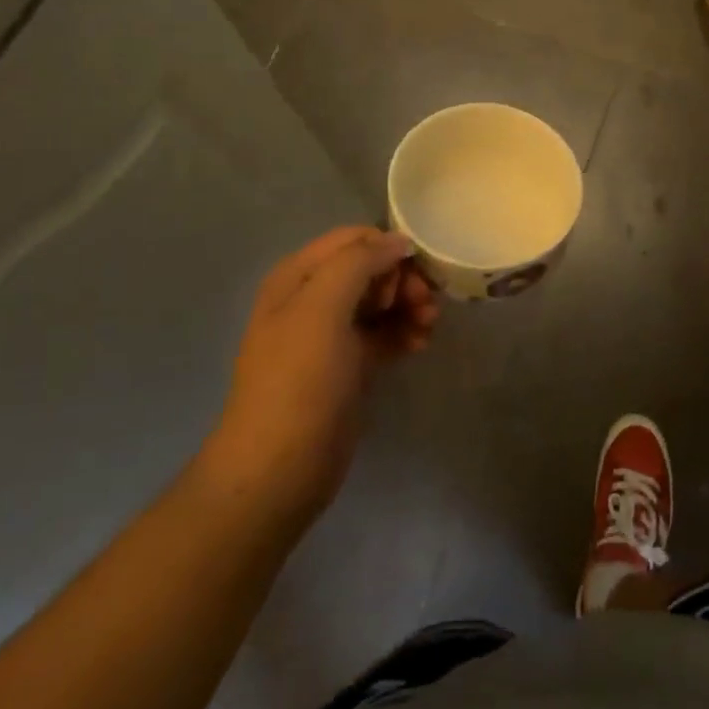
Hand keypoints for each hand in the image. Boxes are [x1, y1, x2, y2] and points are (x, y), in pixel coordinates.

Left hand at [205, 228, 437, 531]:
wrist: (279, 469)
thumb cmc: (298, 381)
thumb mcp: (322, 308)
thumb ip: (359, 262)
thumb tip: (398, 241)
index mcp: (298, 276)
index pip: (353, 239)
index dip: (386, 250)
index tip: (410, 277)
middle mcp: (313, 298)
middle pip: (371, 268)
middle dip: (402, 280)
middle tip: (425, 304)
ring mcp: (330, 334)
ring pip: (380, 301)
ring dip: (408, 306)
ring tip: (429, 326)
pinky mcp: (349, 366)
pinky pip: (383, 333)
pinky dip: (404, 332)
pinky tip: (421, 344)